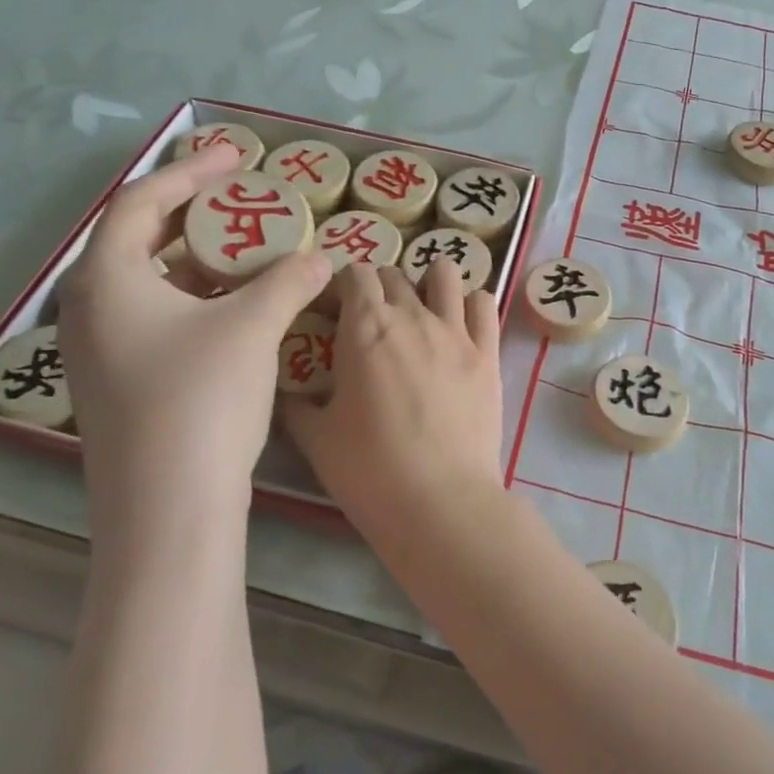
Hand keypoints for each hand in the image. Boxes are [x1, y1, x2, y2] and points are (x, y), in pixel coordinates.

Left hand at [58, 143, 332, 547]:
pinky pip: (156, 317)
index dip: (190, 172)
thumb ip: (289, 281)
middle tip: (242, 198)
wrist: (168, 507)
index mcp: (107, 279)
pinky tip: (237, 308)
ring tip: (247, 250)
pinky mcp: (121, 383)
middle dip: (193, 212)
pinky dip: (196, 299)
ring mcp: (100, 350)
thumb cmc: (201, 398)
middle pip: (139, 238)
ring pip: (150, 283)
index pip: (141, 200)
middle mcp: (91, 308)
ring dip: (198, 259)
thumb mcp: (252, 326)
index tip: (236, 156)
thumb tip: (323, 259)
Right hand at [281, 265, 503, 520]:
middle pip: (394, 274)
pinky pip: (485, 304)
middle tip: (371, 319)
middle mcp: (411, 315)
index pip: (354, 273)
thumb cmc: (369, 469)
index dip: (342, 284)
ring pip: (444, 274)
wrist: (439, 501)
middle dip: (378, 286)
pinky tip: (462, 322)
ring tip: (421, 307)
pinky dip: (471, 303)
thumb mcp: (316, 438)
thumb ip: (296, 405)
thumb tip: (284, 392)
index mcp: (364, 327)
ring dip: (427, 281)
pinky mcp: (488, 352)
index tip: (336, 308)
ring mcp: (455, 330)